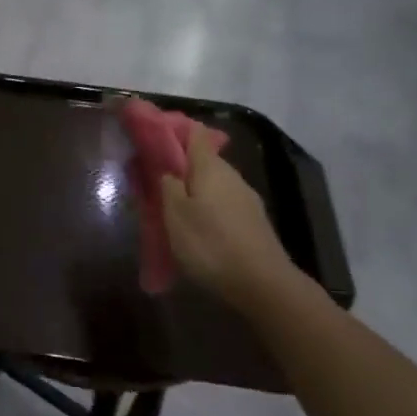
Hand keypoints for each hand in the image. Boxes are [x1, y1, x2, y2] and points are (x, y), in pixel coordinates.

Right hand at [159, 128, 302, 310]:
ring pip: (214, 183)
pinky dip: (208, 207)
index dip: (174, 131)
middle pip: (204, 159)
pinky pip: (224, 203)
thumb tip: (166, 169)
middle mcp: (231, 176)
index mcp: (210, 167)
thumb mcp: (175, 214)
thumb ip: (167, 185)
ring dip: (194, 189)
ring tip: (173, 207)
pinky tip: (198, 227)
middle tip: (155, 181)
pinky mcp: (253, 221)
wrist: (263, 284)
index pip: (194, 133)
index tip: (153, 139)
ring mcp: (246, 199)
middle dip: (180, 166)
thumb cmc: (210, 244)